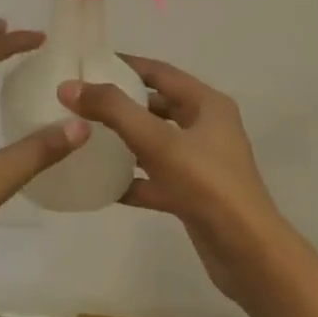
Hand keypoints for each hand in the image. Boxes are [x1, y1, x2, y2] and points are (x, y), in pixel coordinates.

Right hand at [59, 56, 285, 303]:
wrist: (248, 255)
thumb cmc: (207, 185)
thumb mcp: (157, 141)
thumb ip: (113, 110)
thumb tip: (69, 86)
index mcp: (207, 104)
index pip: (160, 72)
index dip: (125, 64)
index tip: (89, 62)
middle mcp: (207, 128)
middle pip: (157, 105)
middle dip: (121, 102)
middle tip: (81, 100)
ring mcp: (201, 163)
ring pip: (155, 143)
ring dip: (123, 140)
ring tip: (85, 136)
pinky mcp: (192, 195)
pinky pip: (155, 178)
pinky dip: (132, 179)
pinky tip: (102, 185)